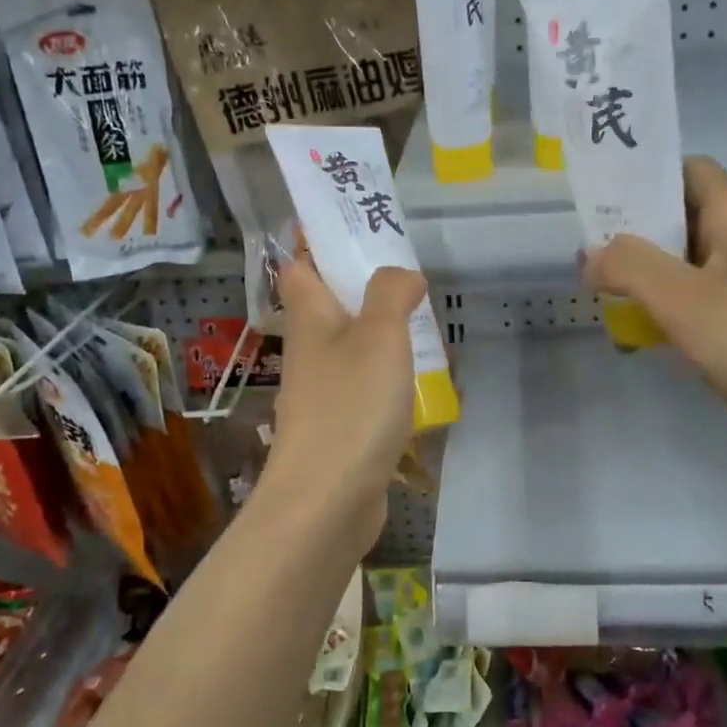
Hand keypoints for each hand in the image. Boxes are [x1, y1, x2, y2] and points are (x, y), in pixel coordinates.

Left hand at [261, 258, 426, 542]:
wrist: (328, 499)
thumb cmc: (351, 405)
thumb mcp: (379, 334)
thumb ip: (390, 293)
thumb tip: (402, 273)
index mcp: (309, 317)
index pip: (299, 265)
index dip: (318, 242)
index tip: (357, 227)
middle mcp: (310, 350)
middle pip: (331, 305)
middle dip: (366, 288)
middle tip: (412, 278)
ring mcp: (323, 392)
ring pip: (353, 347)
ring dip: (384, 335)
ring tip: (427, 327)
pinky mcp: (340, 427)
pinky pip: (366, 387)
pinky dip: (390, 378)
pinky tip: (422, 382)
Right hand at [586, 156, 726, 464]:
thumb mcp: (682, 297)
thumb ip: (629, 266)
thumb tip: (591, 257)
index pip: (689, 171)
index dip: (645, 178)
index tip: (601, 201)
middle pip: (679, 217)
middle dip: (632, 233)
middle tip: (588, 253)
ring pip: (681, 263)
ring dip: (642, 275)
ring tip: (600, 292)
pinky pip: (691, 300)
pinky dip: (661, 308)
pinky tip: (633, 332)